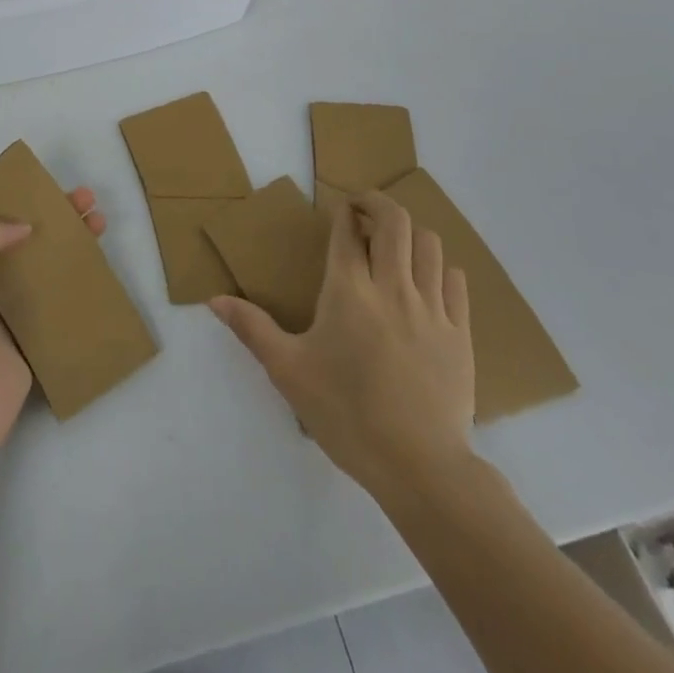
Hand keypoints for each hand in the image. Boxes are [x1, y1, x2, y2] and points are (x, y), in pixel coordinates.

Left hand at [0, 187, 106, 469]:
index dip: (15, 202)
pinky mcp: (28, 346)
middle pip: (20, 243)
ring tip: (100, 224)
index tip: (46, 189)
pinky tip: (100, 273)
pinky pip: (55, 310)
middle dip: (52, 219)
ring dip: (68, 248)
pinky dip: (75, 291)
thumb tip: (22, 226)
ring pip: (41, 273)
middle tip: (86, 200)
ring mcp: (3, 318)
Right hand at [211, 188, 474, 503]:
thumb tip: (213, 299)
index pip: (347, 230)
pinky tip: (429, 282)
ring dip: (411, 234)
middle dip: (377, 205)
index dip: (343, 212)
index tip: (339, 211)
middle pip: (395, 221)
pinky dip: (441, 268)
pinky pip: (456, 281)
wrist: (419, 467)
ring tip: (395, 246)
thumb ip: (251, 328)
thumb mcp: (288, 371)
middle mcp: (392, 286)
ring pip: (430, 244)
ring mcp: (432, 308)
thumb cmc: (346, 414)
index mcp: (348, 290)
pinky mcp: (460, 333)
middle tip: (363, 214)